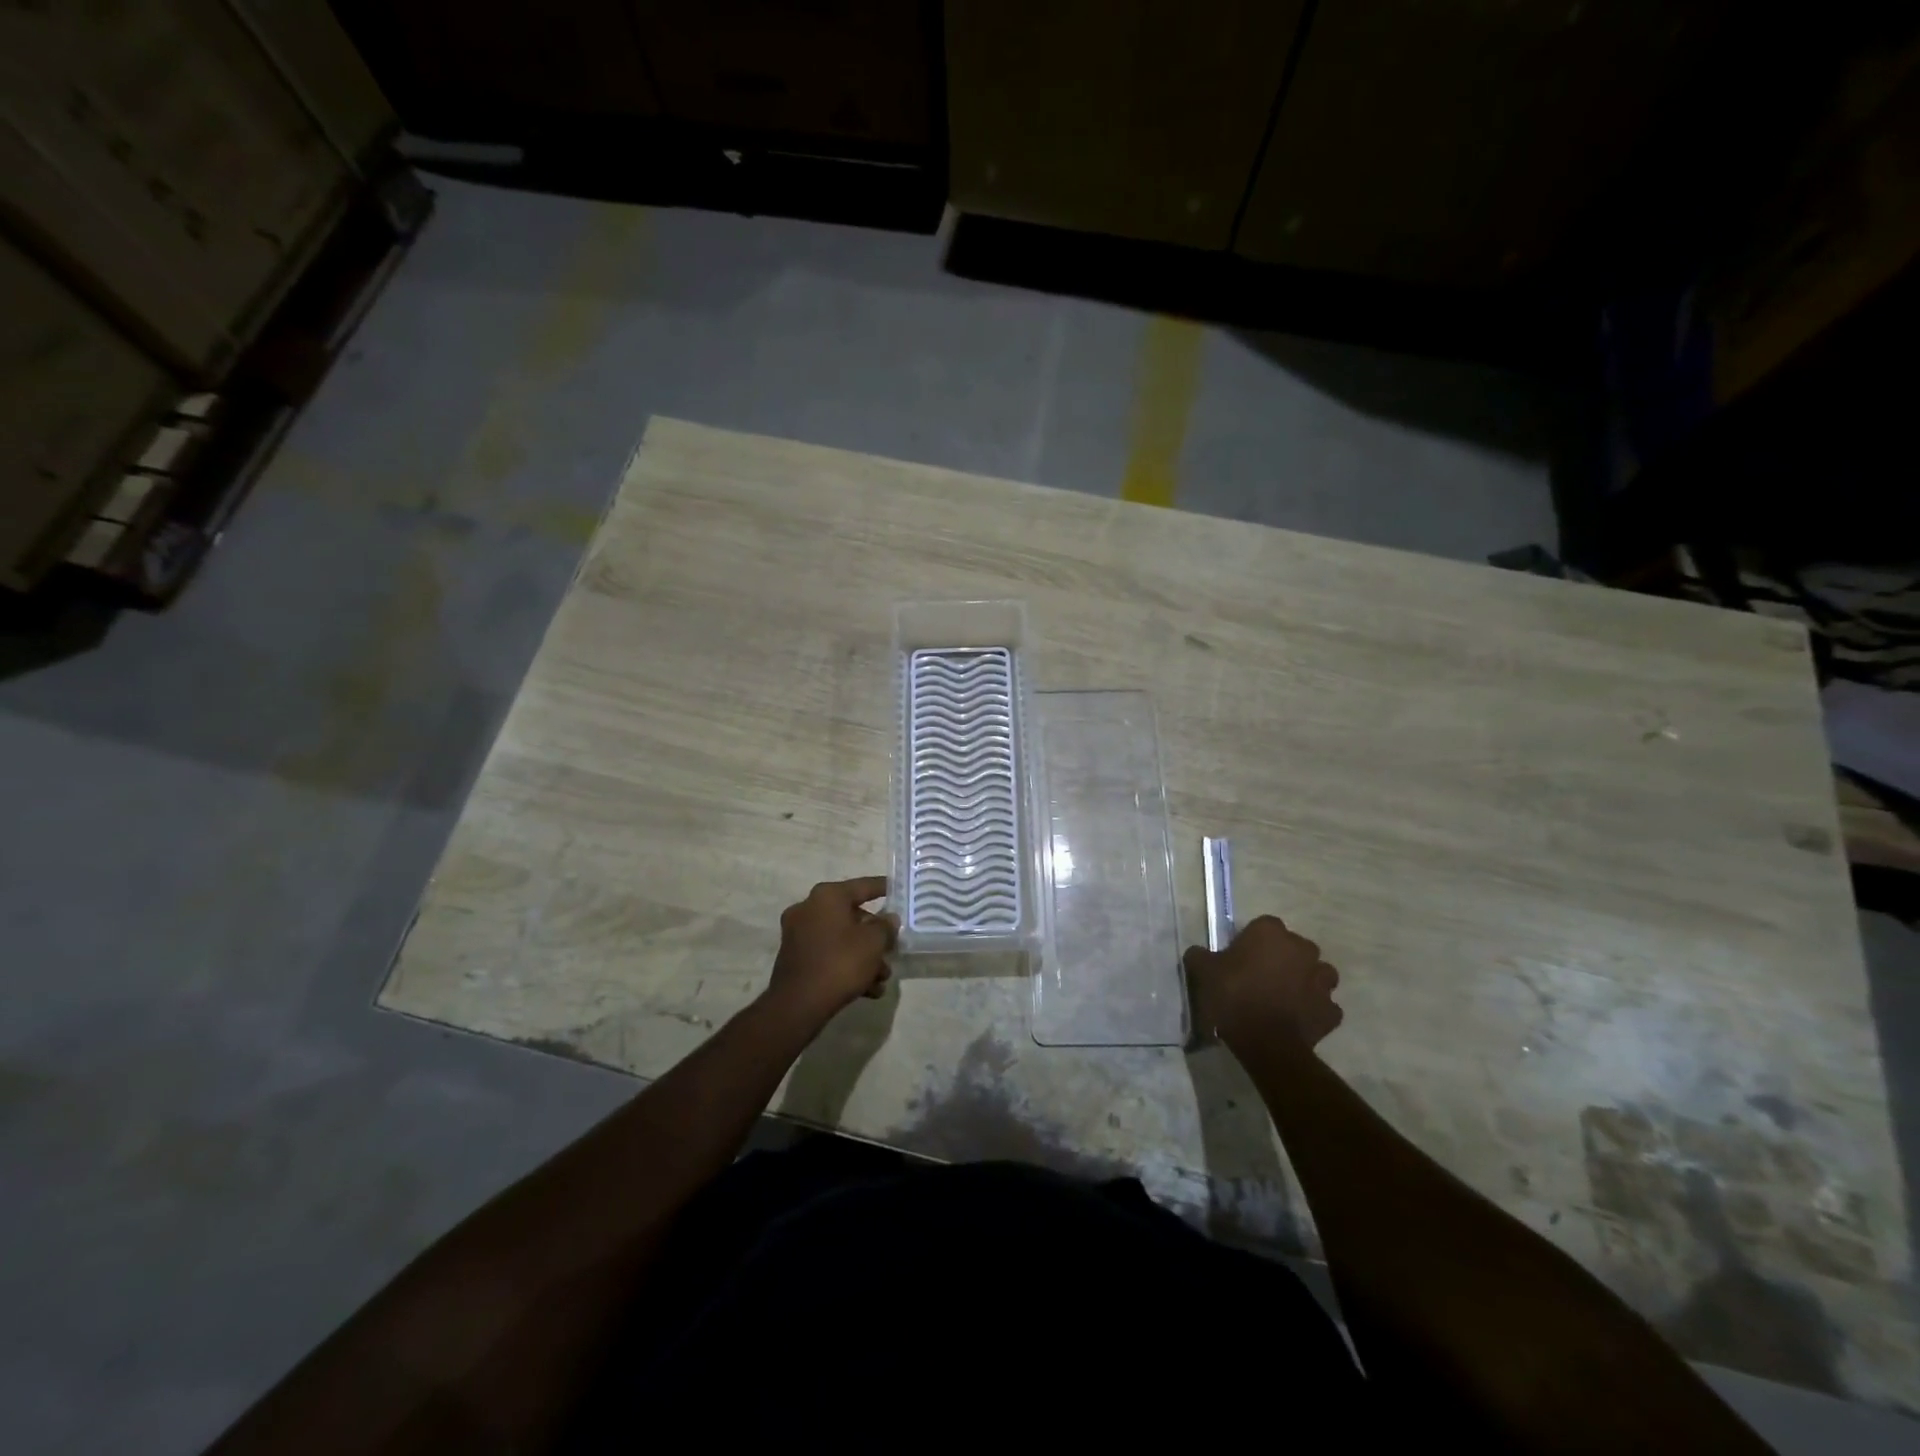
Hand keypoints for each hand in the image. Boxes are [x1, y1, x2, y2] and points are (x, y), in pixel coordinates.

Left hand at [765, 877, 896, 1022]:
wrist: (798, 1004)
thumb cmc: (840, 963)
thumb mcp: (874, 942)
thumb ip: (885, 926)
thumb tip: (888, 919)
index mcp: (827, 896)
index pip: (863, 886)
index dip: (884, 888)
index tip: (899, 890)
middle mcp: (809, 908)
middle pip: (852, 915)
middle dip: (875, 936)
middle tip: (892, 949)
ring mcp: (798, 933)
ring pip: (841, 938)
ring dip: (864, 956)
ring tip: (882, 978)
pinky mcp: (795, 957)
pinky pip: (828, 954)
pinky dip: (847, 966)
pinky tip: (867, 989)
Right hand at [1184, 915, 1342, 1051]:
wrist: (1266, 1042)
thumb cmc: (1233, 996)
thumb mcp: (1203, 971)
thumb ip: (1200, 955)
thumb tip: (1199, 953)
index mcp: (1271, 932)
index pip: (1264, 926)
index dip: (1252, 942)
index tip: (1240, 958)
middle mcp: (1302, 949)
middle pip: (1294, 948)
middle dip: (1282, 959)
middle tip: (1261, 978)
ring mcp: (1321, 980)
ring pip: (1317, 973)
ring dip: (1305, 981)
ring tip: (1284, 997)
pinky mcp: (1331, 1010)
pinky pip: (1324, 1005)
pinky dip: (1314, 1009)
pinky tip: (1297, 1019)